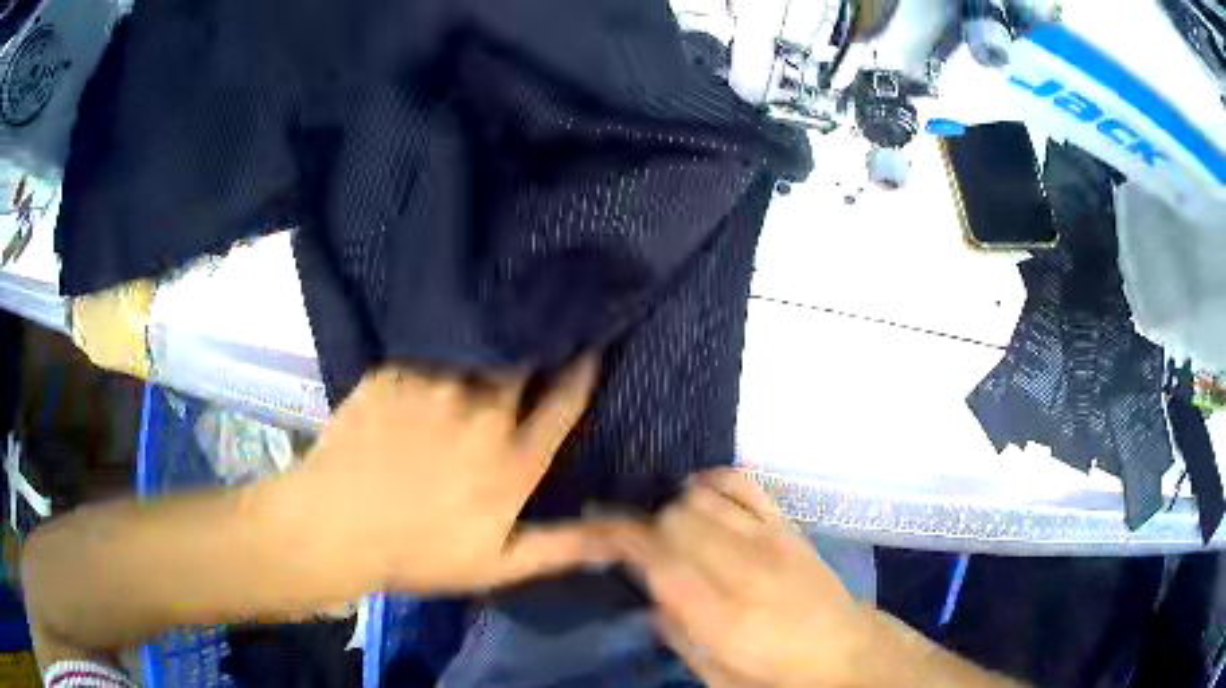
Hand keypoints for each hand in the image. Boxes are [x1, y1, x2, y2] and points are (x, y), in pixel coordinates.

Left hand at [294, 356, 621, 594]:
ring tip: (467, 355)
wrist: (334, 527)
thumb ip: (564, 548)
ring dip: (476, 357)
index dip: (581, 371)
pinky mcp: (392, 374)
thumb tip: (624, 538)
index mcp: (512, 460)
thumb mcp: (497, 566)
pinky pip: (421, 360)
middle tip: (526, 346)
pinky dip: (427, 365)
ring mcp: (434, 386)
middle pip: (520, 365)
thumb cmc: (418, 553)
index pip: (563, 402)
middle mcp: (482, 412)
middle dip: (530, 353)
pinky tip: (415, 377)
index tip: (590, 344)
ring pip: (470, 356)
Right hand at [612, 469, 876, 687]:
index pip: (655, 557)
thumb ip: (678, 635)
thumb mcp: (716, 677)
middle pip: (673, 519)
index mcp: (720, 616)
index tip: (593, 533)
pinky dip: (713, 481)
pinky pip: (742, 482)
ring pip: (699, 497)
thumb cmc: (776, 677)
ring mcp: (770, 540)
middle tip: (642, 550)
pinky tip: (703, 496)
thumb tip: (651, 596)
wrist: (844, 654)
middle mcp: (743, 569)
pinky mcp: (788, 526)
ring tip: (674, 532)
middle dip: (646, 531)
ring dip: (675, 510)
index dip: (616, 538)